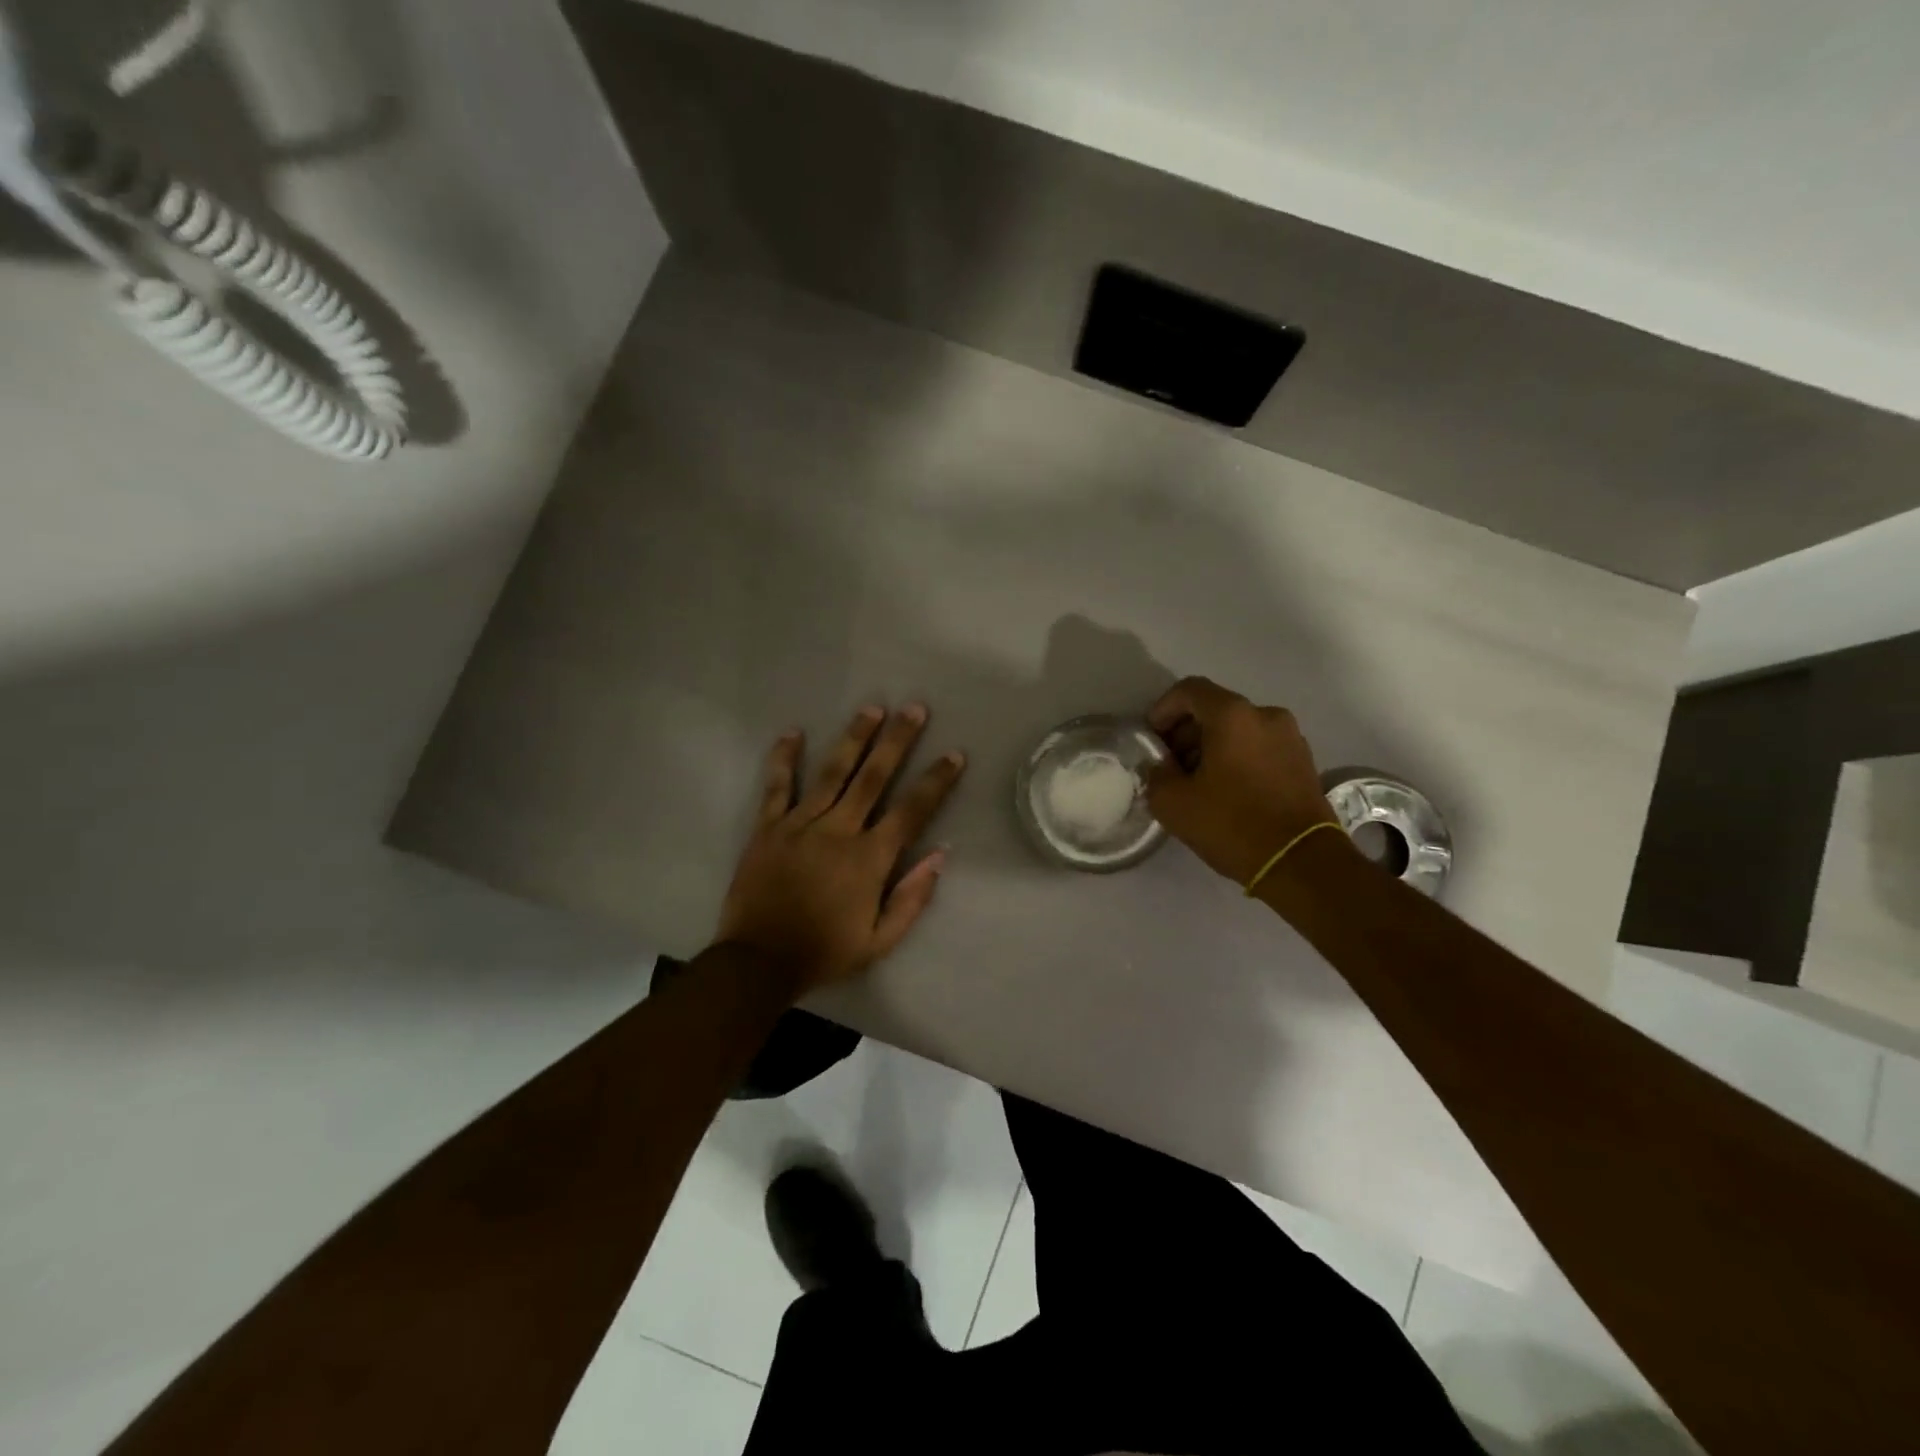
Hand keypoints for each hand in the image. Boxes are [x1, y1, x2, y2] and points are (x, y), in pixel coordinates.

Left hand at [716, 704, 966, 996]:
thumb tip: (940, 856)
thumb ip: (912, 898)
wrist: (759, 962)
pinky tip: (793, 732)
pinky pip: (776, 787)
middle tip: (914, 709)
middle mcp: (838, 831)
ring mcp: (800, 825)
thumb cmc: (824, 952)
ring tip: (871, 708)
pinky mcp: (768, 828)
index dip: (935, 782)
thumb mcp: (880, 940)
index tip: (954, 755)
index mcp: (869, 859)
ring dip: (853, 738)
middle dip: (896, 741)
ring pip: (831, 772)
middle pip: (873, 777)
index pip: (911, 811)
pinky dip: (783, 759)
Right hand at [1143, 677, 1339, 885]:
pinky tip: (1225, 791)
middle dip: (1186, 731)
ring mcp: (1290, 737)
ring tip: (1196, 782)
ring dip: (1211, 746)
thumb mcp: (1173, 803)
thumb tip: (1161, 768)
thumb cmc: (1232, 823)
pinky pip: (1259, 747)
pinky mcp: (1303, 762)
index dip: (1163, 709)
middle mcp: (1265, 715)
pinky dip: (1237, 758)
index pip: (1189, 690)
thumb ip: (1156, 775)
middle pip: (1215, 709)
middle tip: (1169, 765)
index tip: (1152, 739)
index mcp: (1233, 715)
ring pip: (1238, 729)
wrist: (1301, 862)